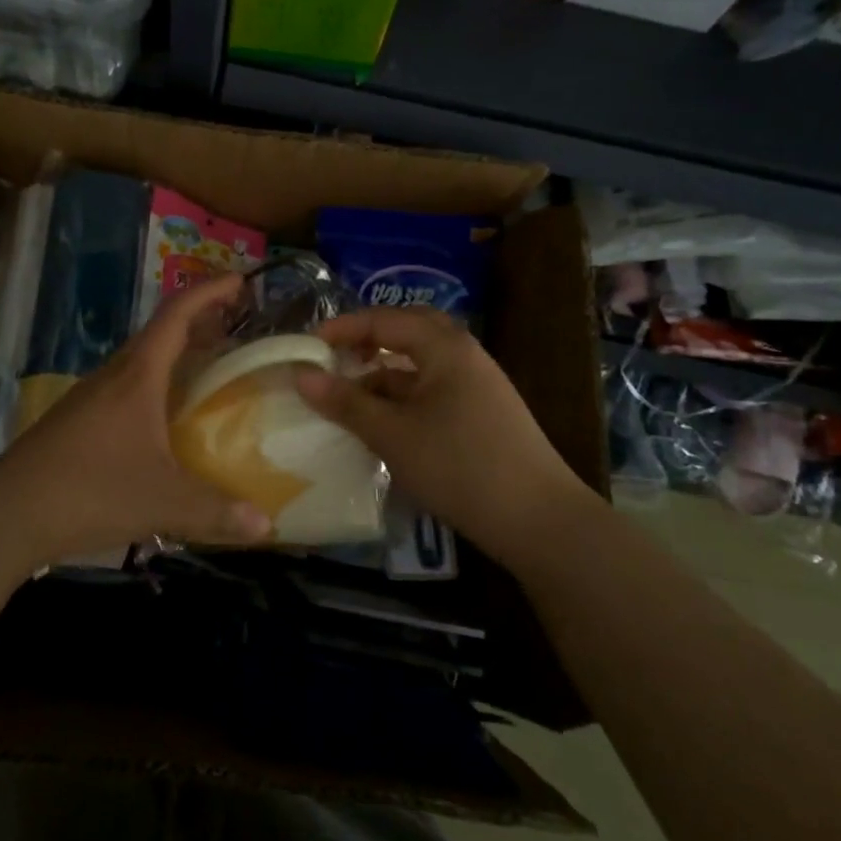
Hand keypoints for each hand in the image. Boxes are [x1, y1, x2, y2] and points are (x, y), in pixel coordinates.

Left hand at [0, 274, 273, 566]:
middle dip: (200, 324)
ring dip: (176, 356)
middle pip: (160, 333)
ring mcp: (90, 396)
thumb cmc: (90, 490)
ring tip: (208, 371)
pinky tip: (165, 420)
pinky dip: (156, 385)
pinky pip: (126, 387)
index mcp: (138, 375)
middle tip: (237, 331)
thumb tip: (267, 525)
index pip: (177, 314)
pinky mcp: (77, 420)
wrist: (7, 514)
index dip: (209, 292)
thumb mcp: (162, 502)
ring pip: (141, 361)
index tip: (240, 281)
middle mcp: (114, 375)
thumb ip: (216, 511)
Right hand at [294, 307, 589, 568]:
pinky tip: (383, 424)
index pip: (385, 320)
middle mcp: (464, 355)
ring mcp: (477, 385)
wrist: (539, 520)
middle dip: (368, 341)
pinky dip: (403, 398)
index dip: (343, 329)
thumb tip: (301, 375)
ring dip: (384, 374)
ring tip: (349, 397)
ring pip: (420, 365)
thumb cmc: (460, 466)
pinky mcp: (481, 414)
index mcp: (445, 346)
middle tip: (335, 359)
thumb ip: (346, 402)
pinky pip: (433, 390)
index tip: (307, 347)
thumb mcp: (393, 434)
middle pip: (408, 332)